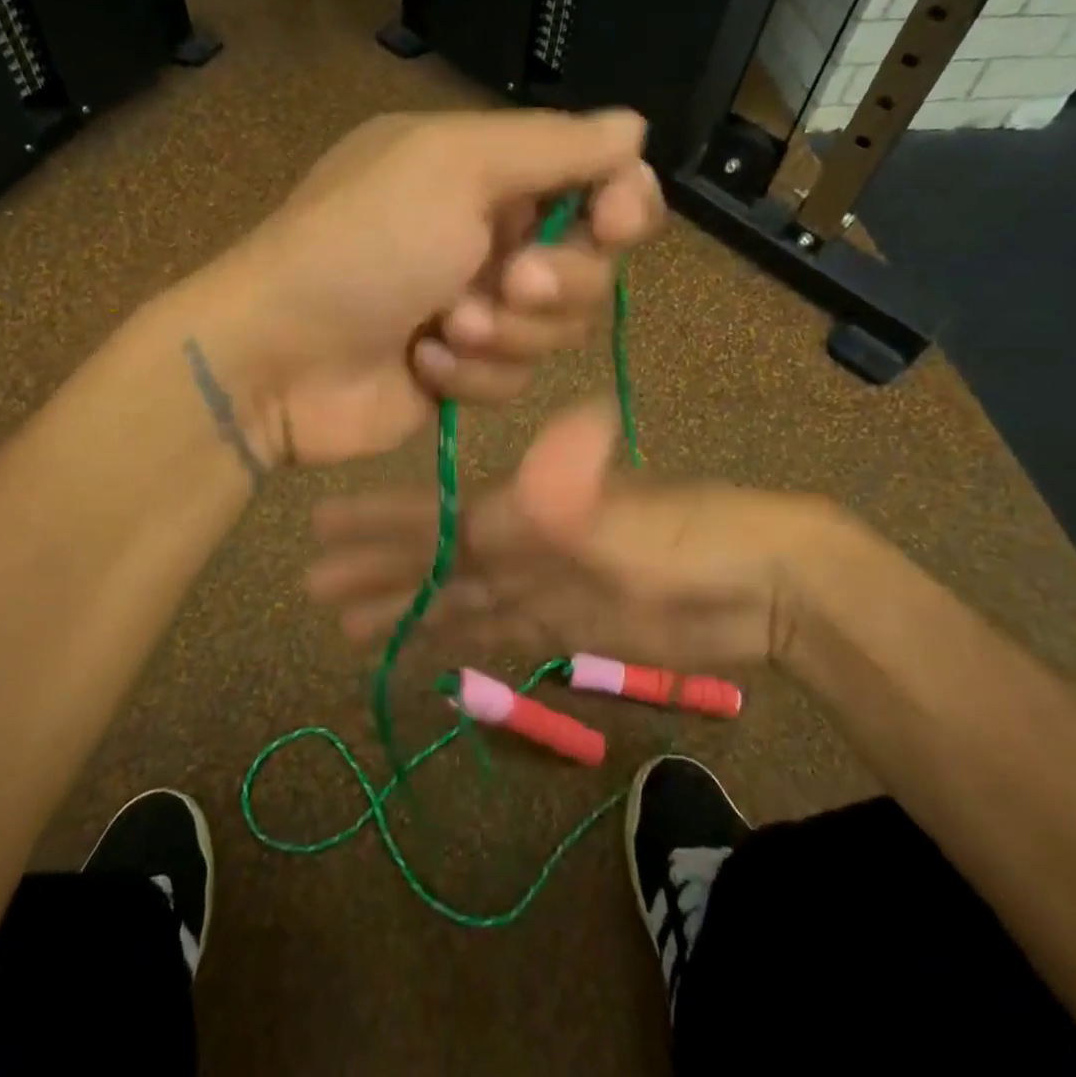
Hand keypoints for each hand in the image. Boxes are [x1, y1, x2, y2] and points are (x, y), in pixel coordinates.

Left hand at [213, 110, 662, 466]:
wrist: (279, 357)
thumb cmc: (364, 246)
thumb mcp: (454, 167)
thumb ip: (552, 146)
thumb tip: (635, 127)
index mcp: (488, 173)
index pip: (596, 179)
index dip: (624, 202)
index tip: (616, 222)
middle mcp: (491, 238)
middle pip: (592, 266)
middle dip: (558, 281)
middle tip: (508, 281)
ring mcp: (480, 309)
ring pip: (559, 330)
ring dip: (508, 331)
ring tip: (446, 328)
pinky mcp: (465, 374)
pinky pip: (516, 378)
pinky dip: (473, 375)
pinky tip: (423, 365)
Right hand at [307, 401, 868, 669]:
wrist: (762, 586)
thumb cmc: (692, 540)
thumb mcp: (626, 513)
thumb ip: (572, 486)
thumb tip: (545, 425)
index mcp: (520, 514)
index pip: (431, 520)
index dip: (376, 525)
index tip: (319, 526)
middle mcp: (518, 546)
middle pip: (432, 563)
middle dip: (375, 572)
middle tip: (313, 588)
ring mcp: (540, 589)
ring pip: (456, 601)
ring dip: (406, 611)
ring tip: (350, 627)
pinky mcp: (566, 629)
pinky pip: (495, 634)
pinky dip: (458, 642)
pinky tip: (427, 650)